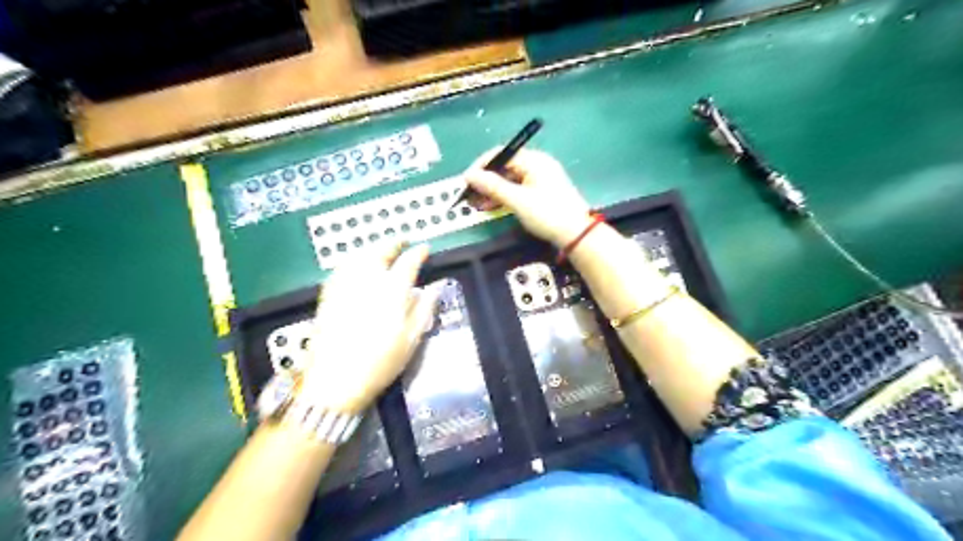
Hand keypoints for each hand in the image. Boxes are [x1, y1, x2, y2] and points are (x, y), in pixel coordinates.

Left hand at [299, 243, 437, 410]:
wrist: (336, 381)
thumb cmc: (380, 362)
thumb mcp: (411, 338)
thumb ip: (424, 309)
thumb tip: (435, 288)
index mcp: (392, 291)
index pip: (408, 262)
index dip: (418, 253)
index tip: (425, 249)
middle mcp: (367, 281)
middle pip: (380, 251)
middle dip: (393, 243)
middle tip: (402, 241)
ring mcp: (344, 286)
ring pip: (359, 256)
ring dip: (373, 248)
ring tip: (381, 249)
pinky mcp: (328, 295)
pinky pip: (342, 268)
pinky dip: (353, 260)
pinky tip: (356, 264)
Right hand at [467, 148, 594, 247]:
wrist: (576, 234)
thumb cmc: (548, 214)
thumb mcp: (518, 201)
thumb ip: (493, 186)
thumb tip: (469, 175)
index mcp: (534, 160)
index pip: (501, 154)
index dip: (481, 166)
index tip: (466, 180)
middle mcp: (536, 165)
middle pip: (504, 167)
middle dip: (485, 180)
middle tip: (468, 195)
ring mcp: (539, 179)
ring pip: (509, 180)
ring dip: (492, 190)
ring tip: (476, 204)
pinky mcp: (540, 192)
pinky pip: (516, 189)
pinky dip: (503, 196)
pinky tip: (490, 206)